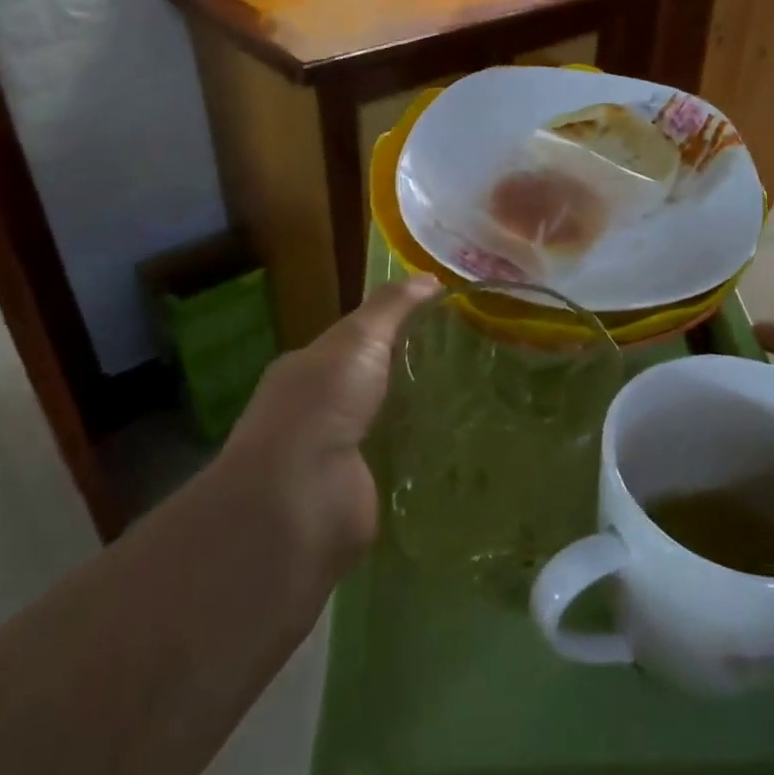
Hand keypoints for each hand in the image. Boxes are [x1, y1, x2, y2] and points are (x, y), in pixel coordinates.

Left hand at [217, 276, 439, 569]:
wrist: (300, 497)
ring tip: (473, 406)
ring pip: (384, 427)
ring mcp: (334, 457)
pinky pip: (396, 468)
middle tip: (467, 365)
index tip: (440, 324)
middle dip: (408, 376)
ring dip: (417, 420)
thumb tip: (429, 277)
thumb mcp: (359, 339)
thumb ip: (392, 307)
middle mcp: (315, 412)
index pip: (352, 343)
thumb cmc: (322, 404)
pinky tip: (458, 451)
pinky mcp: (358, 493)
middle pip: (370, 385)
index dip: (391, 329)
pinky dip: (420, 460)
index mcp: (307, 370)